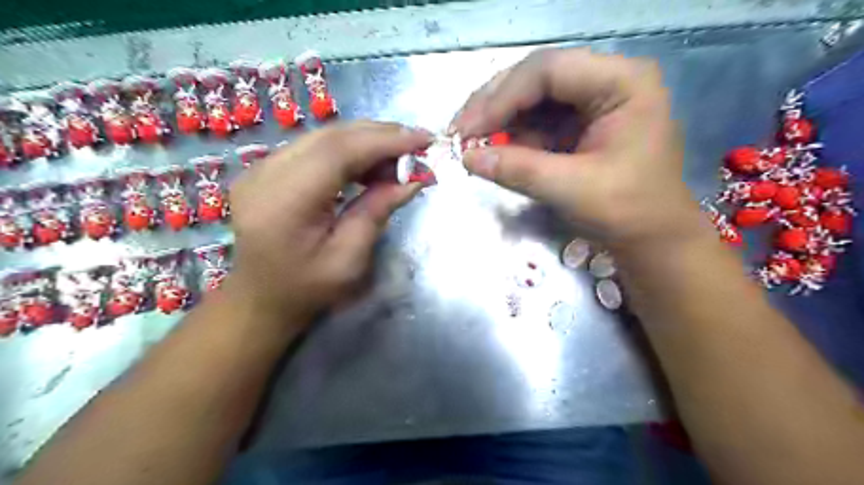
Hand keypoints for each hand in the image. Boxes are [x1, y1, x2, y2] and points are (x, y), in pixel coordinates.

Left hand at [226, 123, 431, 321]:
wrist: (260, 297)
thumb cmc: (306, 288)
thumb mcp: (349, 260)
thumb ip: (377, 213)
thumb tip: (413, 180)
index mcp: (284, 203)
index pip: (337, 152)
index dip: (383, 141)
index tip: (422, 139)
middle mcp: (264, 175)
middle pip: (330, 137)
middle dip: (379, 135)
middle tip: (416, 144)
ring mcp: (260, 168)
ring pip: (322, 136)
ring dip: (365, 140)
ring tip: (398, 155)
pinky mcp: (265, 168)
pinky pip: (314, 147)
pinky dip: (348, 148)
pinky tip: (369, 162)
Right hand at [452, 48, 699, 245]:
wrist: (653, 239)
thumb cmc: (628, 212)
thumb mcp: (572, 189)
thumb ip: (519, 169)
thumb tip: (467, 158)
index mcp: (623, 82)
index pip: (549, 71)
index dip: (502, 97)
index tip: (469, 130)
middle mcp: (608, 81)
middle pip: (538, 78)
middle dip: (495, 105)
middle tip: (460, 131)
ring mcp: (593, 102)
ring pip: (533, 99)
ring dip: (499, 121)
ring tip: (470, 143)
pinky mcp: (580, 125)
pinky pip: (538, 121)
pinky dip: (512, 136)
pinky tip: (493, 150)